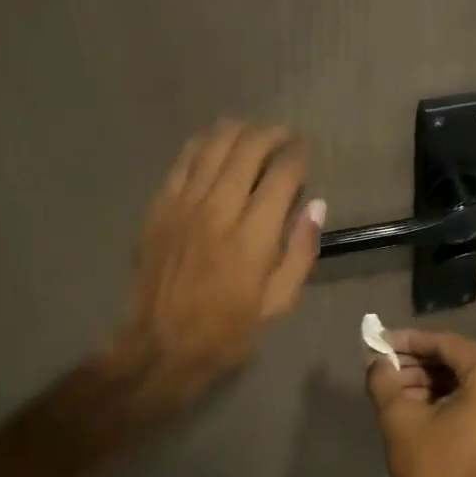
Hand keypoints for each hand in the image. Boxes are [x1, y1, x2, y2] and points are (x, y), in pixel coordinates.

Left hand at [106, 120, 324, 413]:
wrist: (159, 345)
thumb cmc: (226, 331)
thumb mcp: (278, 303)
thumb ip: (301, 252)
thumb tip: (316, 205)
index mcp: (253, 237)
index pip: (282, 175)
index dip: (299, 155)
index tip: (306, 151)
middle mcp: (218, 210)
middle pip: (248, 148)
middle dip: (273, 134)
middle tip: (285, 137)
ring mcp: (184, 204)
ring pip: (213, 145)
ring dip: (239, 130)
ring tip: (254, 133)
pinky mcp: (160, 206)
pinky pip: (183, 160)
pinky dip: (203, 144)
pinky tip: (215, 144)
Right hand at [365, 329, 475, 476]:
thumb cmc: (432, 470)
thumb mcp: (399, 419)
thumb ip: (384, 380)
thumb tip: (375, 360)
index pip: (449, 345)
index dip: (412, 340)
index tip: (382, 342)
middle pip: (457, 362)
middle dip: (417, 361)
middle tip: (382, 365)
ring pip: (463, 383)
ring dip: (427, 380)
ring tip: (390, 386)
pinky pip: (471, 402)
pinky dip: (442, 398)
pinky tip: (410, 403)